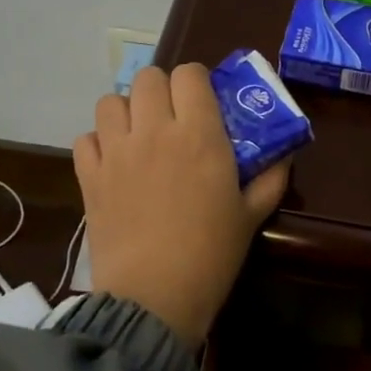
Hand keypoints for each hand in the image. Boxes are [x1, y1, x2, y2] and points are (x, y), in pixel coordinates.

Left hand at [73, 64, 289, 348]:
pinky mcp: (89, 176)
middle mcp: (154, 130)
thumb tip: (285, 154)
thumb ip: (270, 179)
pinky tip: (113, 163)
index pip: (190, 74)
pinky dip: (98, 143)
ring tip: (138, 136)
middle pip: (148, 77)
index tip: (203, 103)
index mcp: (199, 134)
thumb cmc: (211, 255)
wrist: (154, 296)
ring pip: (111, 101)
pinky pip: (85, 138)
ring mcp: (116, 151)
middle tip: (172, 118)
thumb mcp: (251, 216)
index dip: (197, 82)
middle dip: (161, 90)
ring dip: (126, 111)